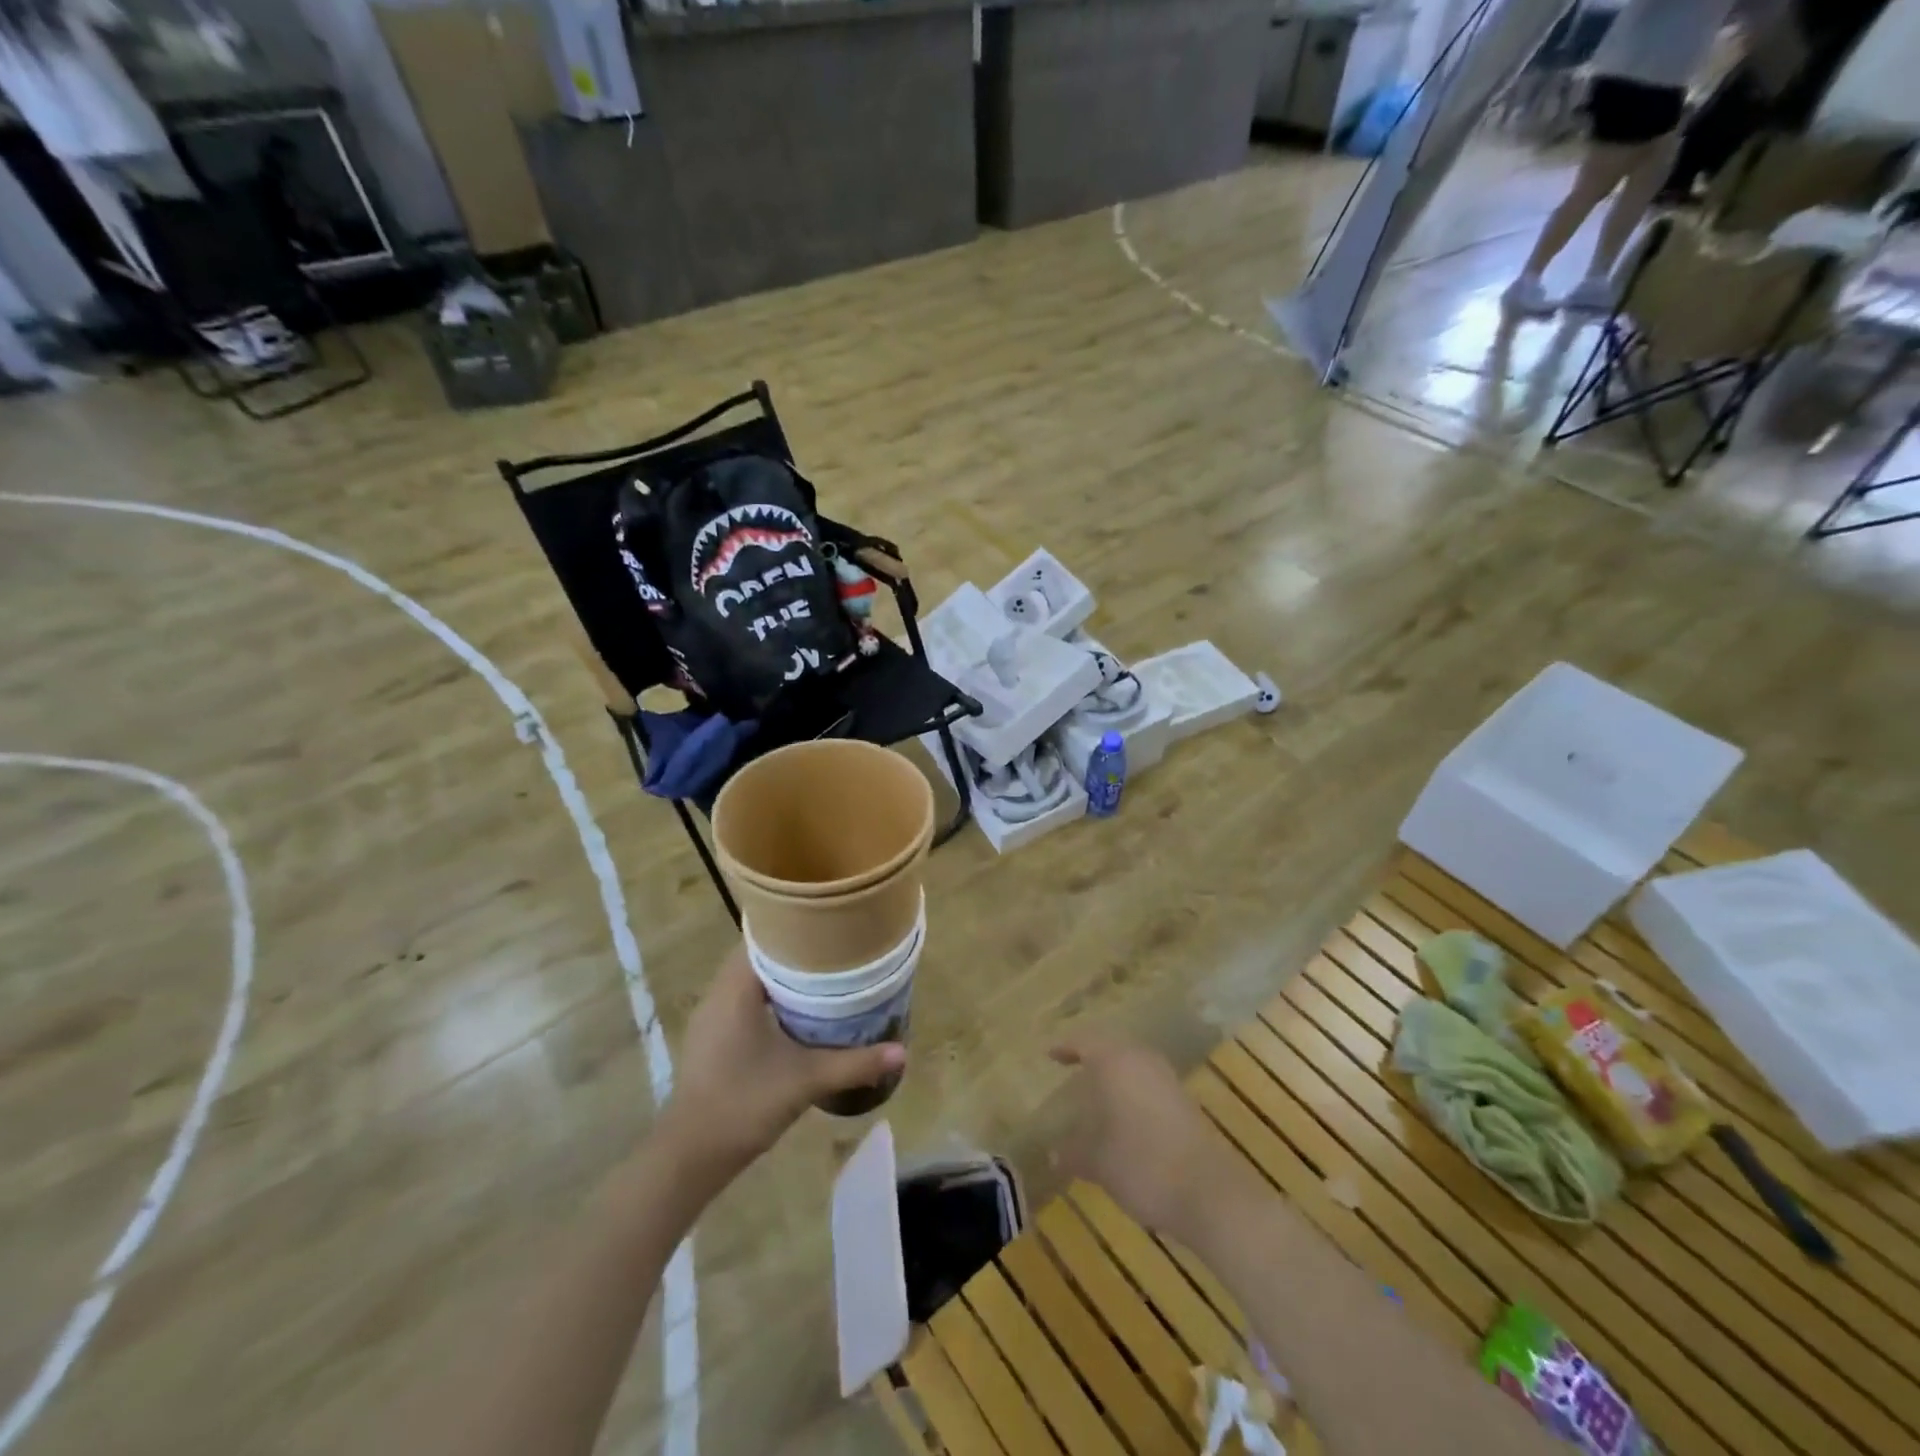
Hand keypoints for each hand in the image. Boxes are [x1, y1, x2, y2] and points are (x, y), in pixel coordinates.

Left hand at [660, 947, 905, 1187]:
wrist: (689, 1157)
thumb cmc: (744, 1104)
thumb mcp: (806, 1081)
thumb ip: (854, 1063)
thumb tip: (902, 1052)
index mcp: (735, 989)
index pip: (763, 936)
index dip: (795, 926)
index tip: (828, 925)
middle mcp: (718, 993)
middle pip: (759, 953)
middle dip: (795, 950)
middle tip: (835, 949)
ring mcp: (711, 1016)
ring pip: (749, 977)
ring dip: (781, 974)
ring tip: (823, 973)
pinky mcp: (711, 1037)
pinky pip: (742, 998)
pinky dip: (769, 995)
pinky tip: (796, 1011)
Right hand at [1050, 1031, 1238, 1243]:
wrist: (1208, 1192)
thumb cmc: (1141, 1164)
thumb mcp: (1097, 1162)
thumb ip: (1073, 1152)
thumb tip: (1053, 1153)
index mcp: (1115, 1062)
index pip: (1084, 1042)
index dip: (1065, 1047)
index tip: (1050, 1054)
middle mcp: (1141, 1060)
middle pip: (1112, 1047)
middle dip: (1092, 1057)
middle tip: (1072, 1067)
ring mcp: (1167, 1080)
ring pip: (1134, 1064)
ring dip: (1115, 1074)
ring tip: (1095, 1093)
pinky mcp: (1185, 1102)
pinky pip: (1149, 1083)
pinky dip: (1132, 1091)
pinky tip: (1124, 1116)